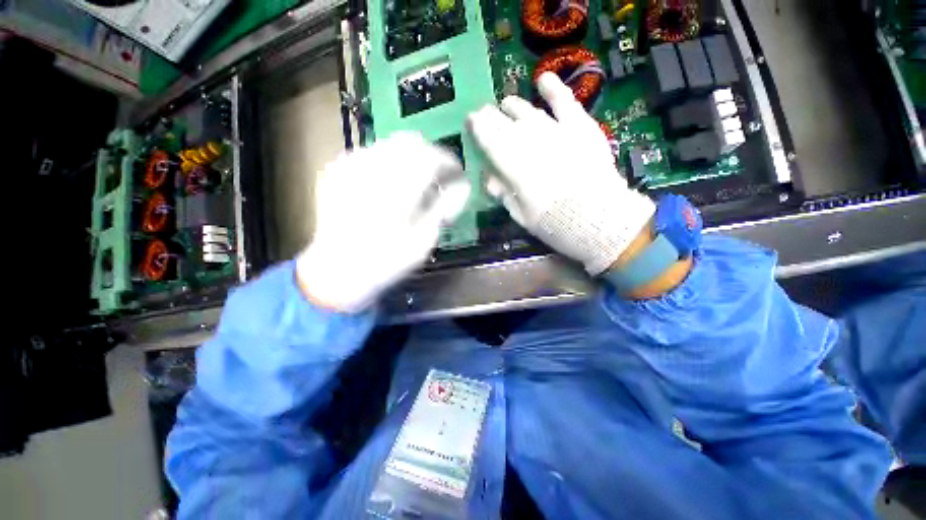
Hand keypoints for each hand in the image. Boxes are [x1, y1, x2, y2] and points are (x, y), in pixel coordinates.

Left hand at [296, 132, 468, 312]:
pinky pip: (370, 153)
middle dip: (430, 155)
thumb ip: (445, 208)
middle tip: (438, 176)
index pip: (431, 157)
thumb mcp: (424, 240)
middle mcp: (373, 169)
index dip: (449, 161)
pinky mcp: (336, 170)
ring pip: (390, 144)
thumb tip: (463, 186)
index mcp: (398, 189)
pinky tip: (387, 184)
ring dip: (408, 157)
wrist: (337, 270)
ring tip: (413, 181)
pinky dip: (387, 163)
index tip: (457, 174)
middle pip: (410, 142)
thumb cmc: (387, 261)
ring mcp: (350, 166)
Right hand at [467, 72, 654, 274]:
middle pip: (504, 123)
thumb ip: (504, 193)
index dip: (477, 128)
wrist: (597, 218)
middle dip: (490, 116)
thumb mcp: (521, 215)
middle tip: (484, 113)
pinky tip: (542, 80)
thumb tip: (489, 179)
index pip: (488, 139)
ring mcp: (554, 131)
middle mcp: (528, 141)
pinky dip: (553, 89)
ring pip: (528, 111)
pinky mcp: (579, 127)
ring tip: (506, 103)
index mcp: (511, 165)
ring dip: (514, 106)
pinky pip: (564, 102)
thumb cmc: (554, 222)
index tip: (471, 121)